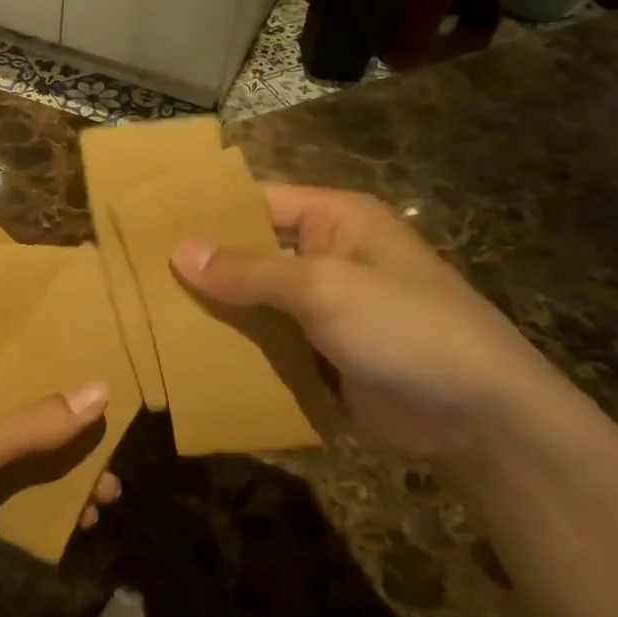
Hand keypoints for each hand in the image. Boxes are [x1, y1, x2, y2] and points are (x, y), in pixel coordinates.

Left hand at [0, 353, 117, 616]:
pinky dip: (44, 509)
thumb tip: (101, 390)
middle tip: (114, 439)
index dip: (40, 358)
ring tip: (109, 492)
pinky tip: (82, 521)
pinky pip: (10, 502)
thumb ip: (30, 424)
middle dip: (63, 428)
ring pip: (17, 460)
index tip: (94, 360)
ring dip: (60, 474)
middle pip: (13, 412)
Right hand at [172, 184, 562, 457]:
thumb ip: (249, 271)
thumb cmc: (404, 328)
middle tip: (138, 277)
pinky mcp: (325, 351)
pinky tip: (192, 354)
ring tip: (151, 316)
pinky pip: (271, 339)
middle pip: (251, 251)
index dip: (205, 212)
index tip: (147, 226)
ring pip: (257, 299)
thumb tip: (179, 251)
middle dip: (203, 265)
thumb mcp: (323, 289)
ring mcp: (326, 306)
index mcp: (334, 219)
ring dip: (216, 309)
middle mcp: (327, 254)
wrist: (479, 416)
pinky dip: (239, 345)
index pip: (256, 200)